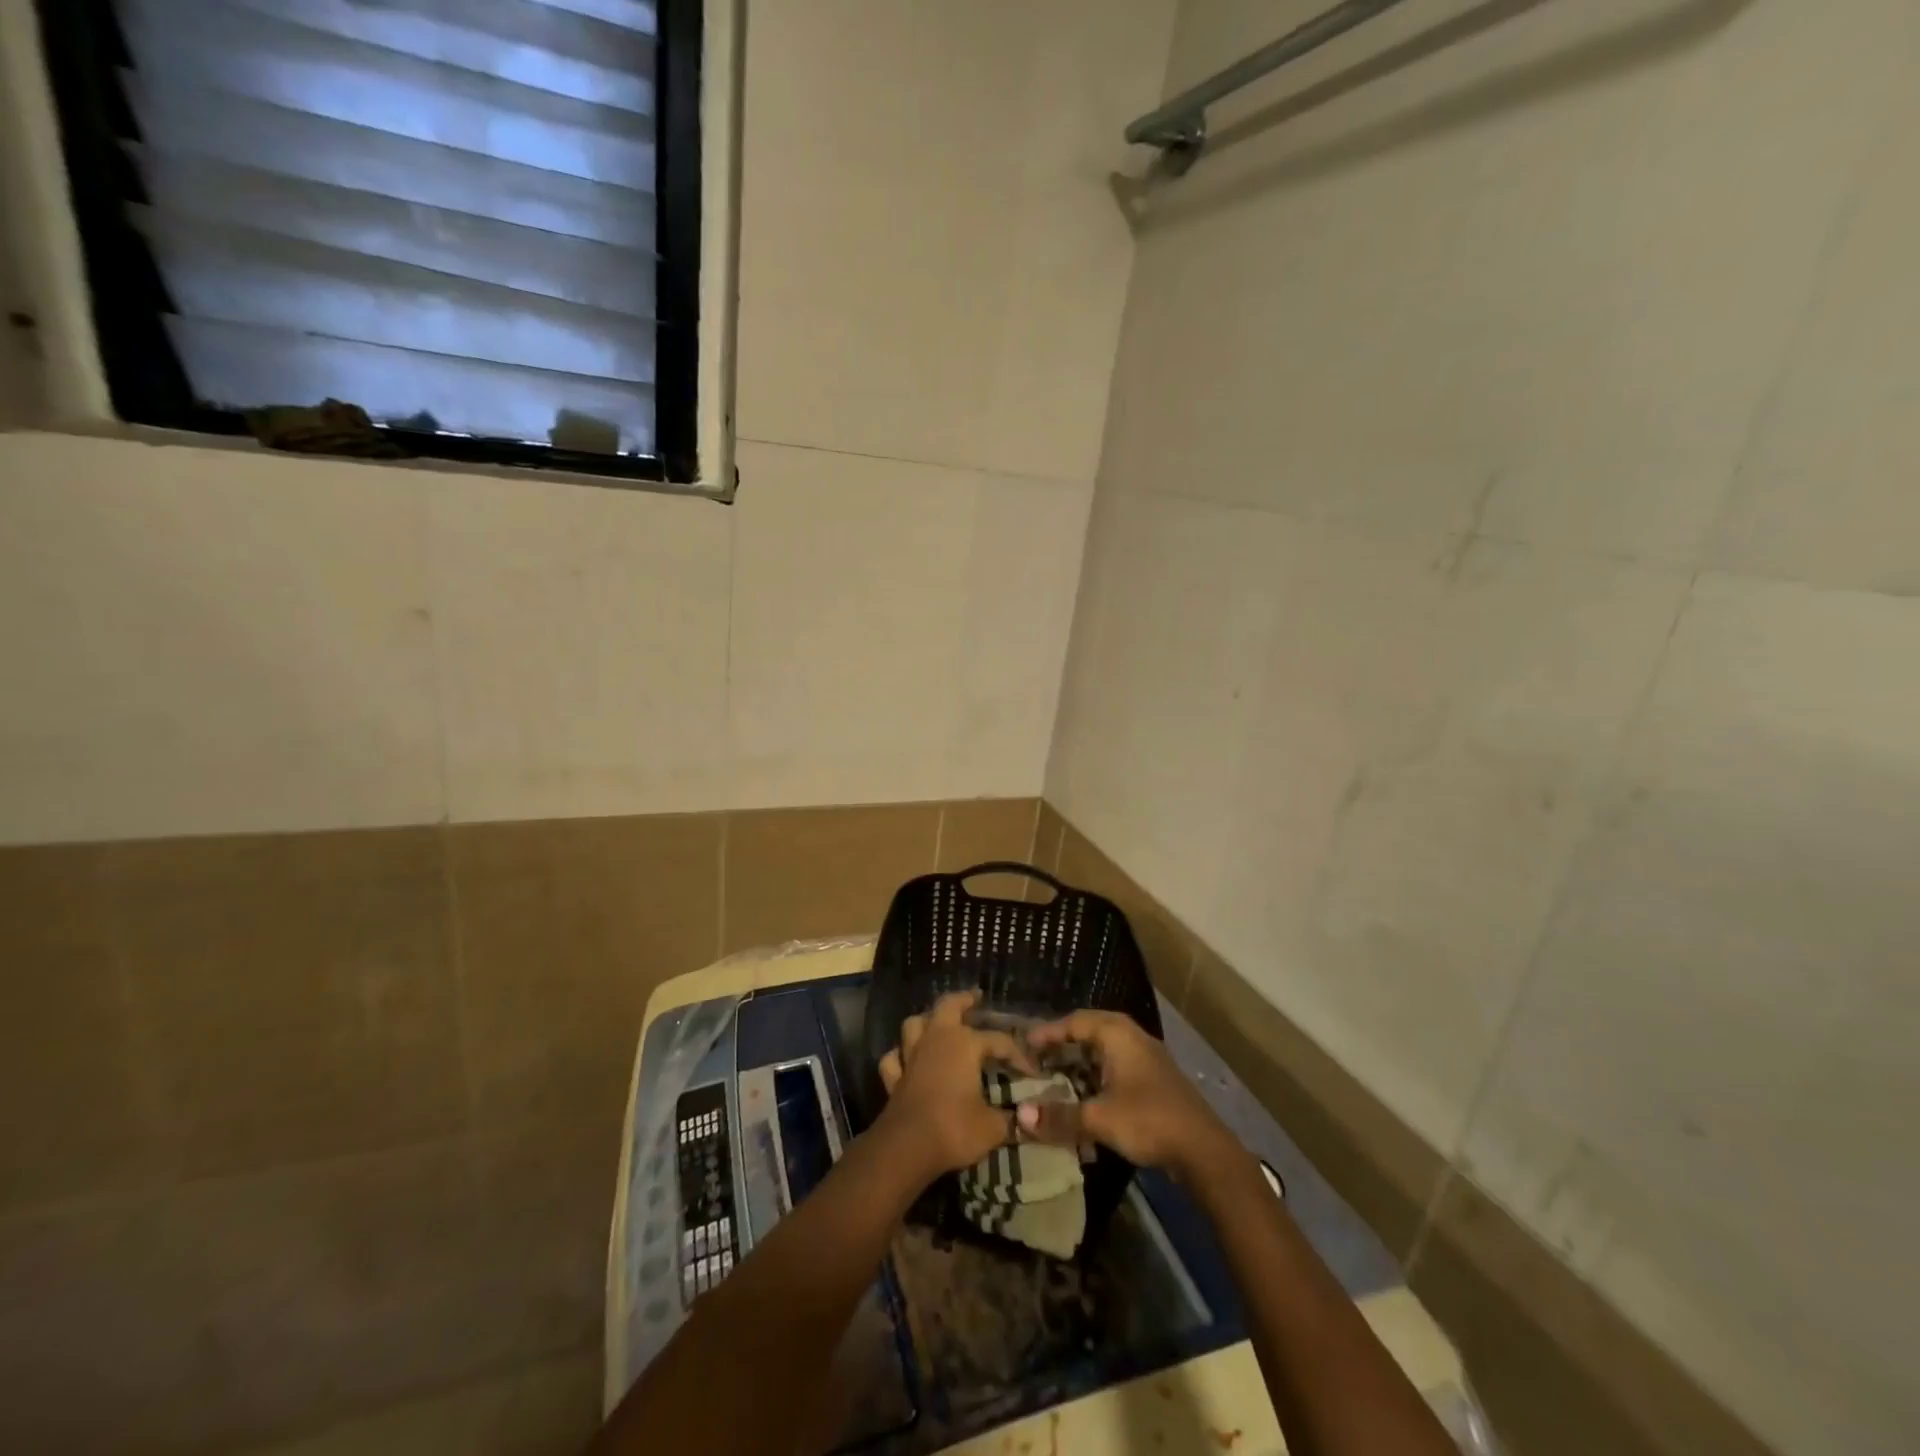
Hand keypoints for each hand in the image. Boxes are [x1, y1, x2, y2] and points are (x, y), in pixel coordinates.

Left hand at [877, 991, 1031, 1182]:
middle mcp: (936, 1040)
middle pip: (948, 1006)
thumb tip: (1024, 1118)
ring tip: (938, 1023)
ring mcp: (911, 1056)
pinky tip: (907, 1060)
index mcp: (965, 1044)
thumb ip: (1010, 1119)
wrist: (906, 1148)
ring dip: (927, 1021)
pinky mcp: (894, 1078)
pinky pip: (894, 1058)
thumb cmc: (954, 1129)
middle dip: (963, 1000)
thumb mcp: (993, 1127)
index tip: (1033, 1072)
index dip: (1018, 1055)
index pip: (999, 1041)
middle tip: (975, 998)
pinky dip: (900, 1055)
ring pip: (915, 1024)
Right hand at [1020, 1010, 1237, 1179]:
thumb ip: (1060, 1116)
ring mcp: (1146, 1058)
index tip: (1024, 1044)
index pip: (1074, 1021)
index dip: (1048, 1032)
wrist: (1204, 1150)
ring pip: (1104, 1051)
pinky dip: (1095, 1075)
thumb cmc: (1149, 1120)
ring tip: (1054, 1076)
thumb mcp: (1099, 1119)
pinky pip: (1115, 1067)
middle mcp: (1132, 1037)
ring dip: (1079, 1062)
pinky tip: (1085, 1095)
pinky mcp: (1153, 1080)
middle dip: (1062, 1045)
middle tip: (1036, 1059)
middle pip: (1089, 1032)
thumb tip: (1020, 1117)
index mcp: (1118, 1034)